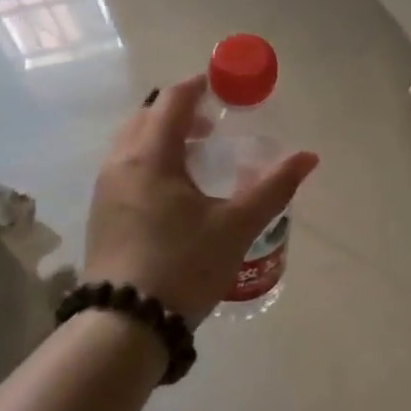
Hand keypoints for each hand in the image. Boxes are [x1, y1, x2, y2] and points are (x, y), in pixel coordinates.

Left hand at [83, 75, 317, 322]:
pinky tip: (175, 190)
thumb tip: (308, 157)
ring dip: (164, 136)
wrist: (125, 324)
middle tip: (214, 123)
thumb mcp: (236, 226)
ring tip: (198, 156)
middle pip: (148, 116)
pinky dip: (150, 159)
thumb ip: (273, 187)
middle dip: (181, 110)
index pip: (173, 100)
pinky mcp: (101, 213)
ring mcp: (105, 189)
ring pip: (133, 142)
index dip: (200, 85)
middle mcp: (120, 163)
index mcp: (150, 156)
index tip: (225, 85)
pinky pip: (126, 166)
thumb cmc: (183, 265)